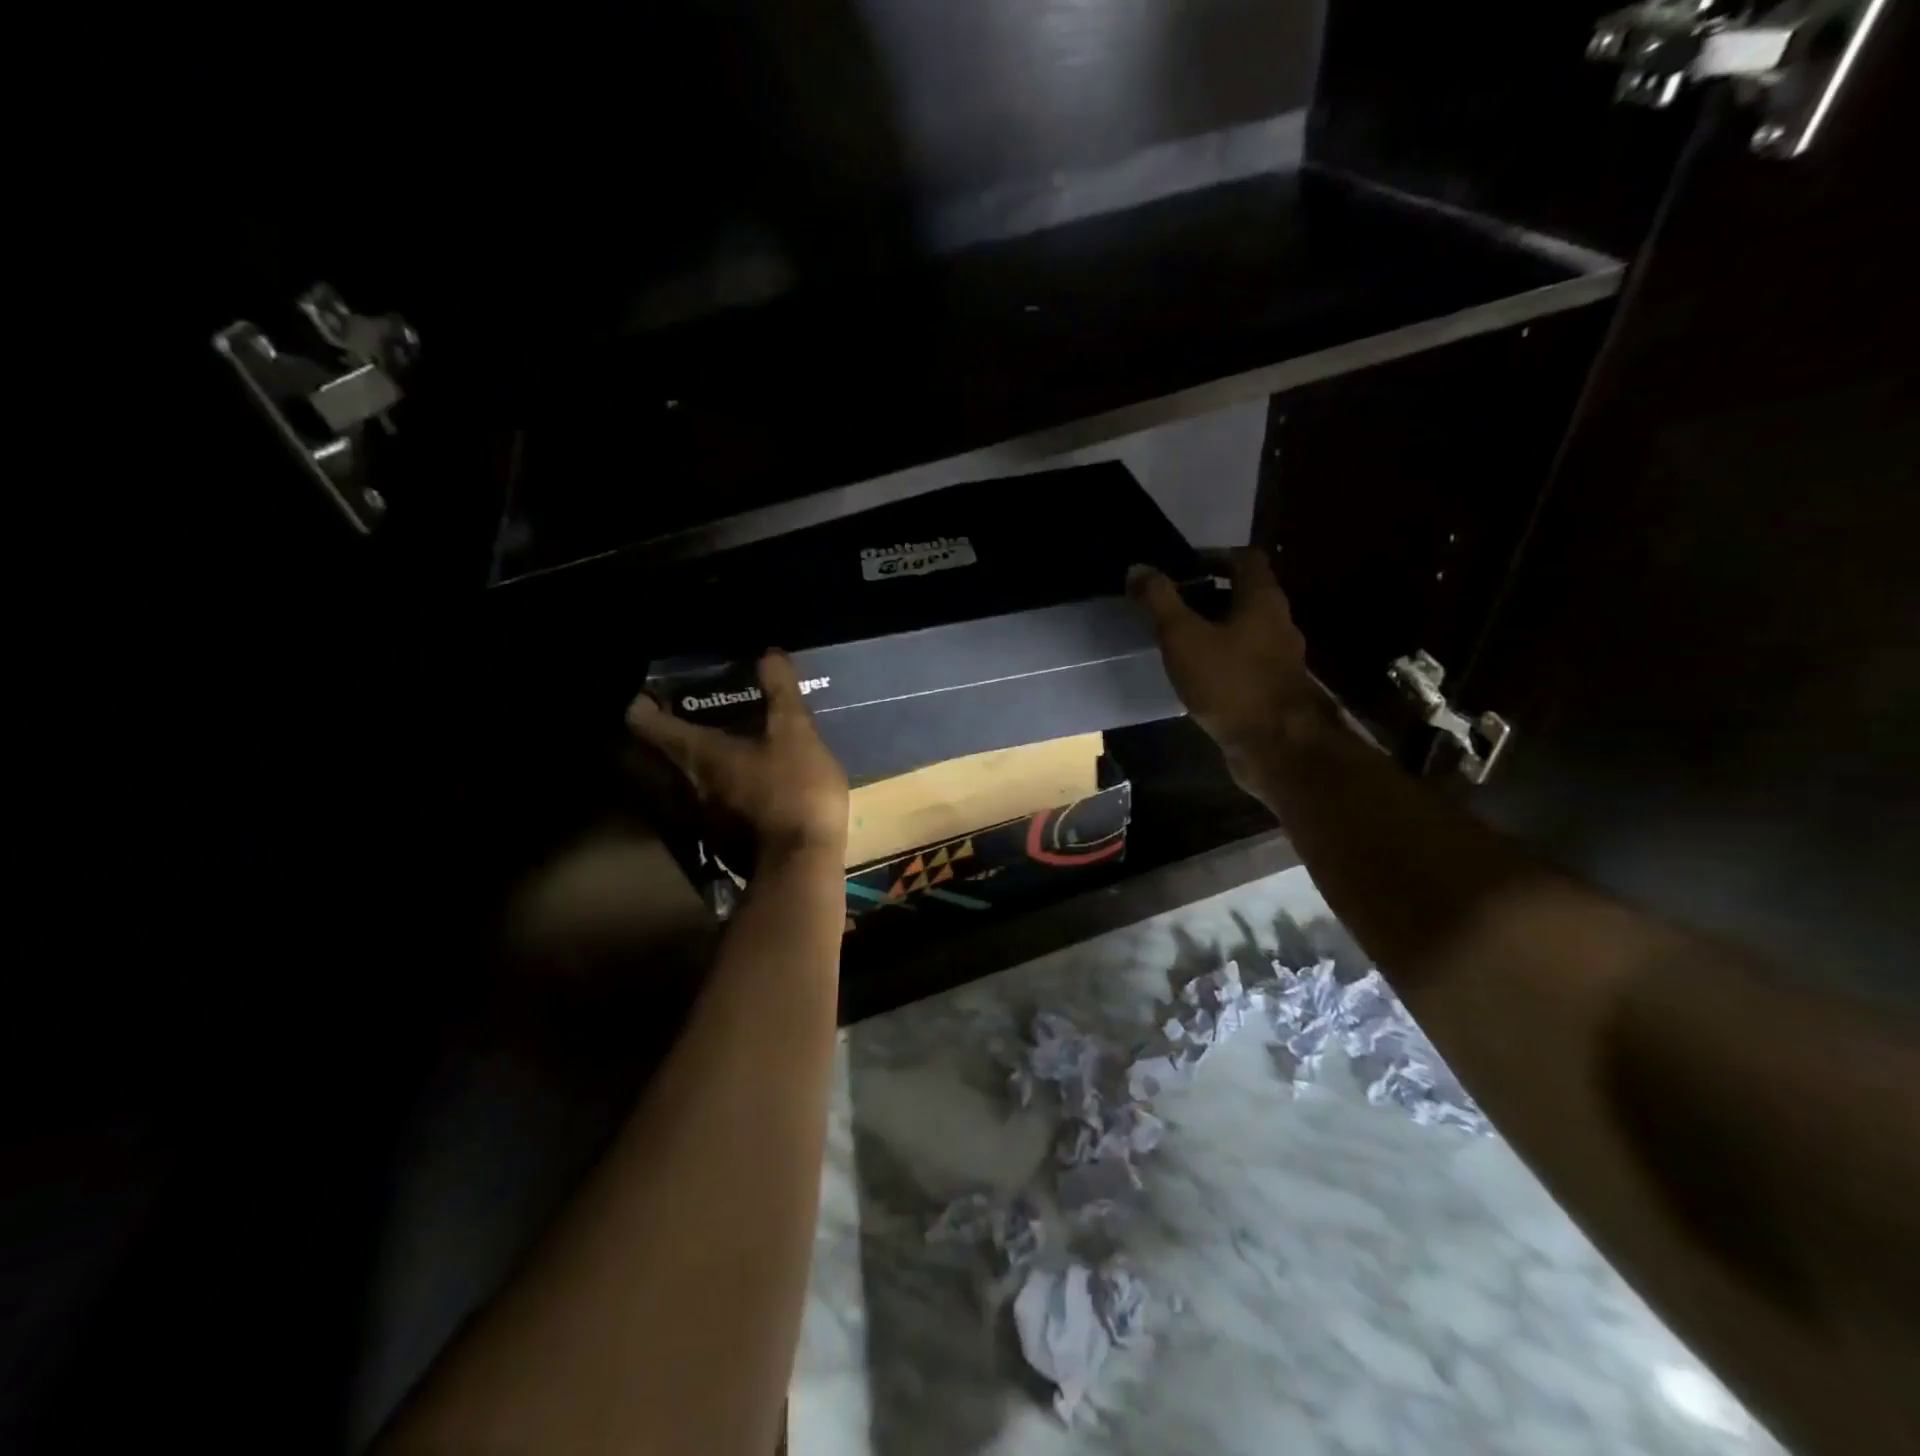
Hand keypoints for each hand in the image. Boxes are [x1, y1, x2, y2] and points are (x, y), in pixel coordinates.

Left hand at [626, 652, 848, 859]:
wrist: (801, 864)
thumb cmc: (794, 789)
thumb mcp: (796, 733)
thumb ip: (780, 692)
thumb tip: (769, 653)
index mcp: (695, 753)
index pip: (644, 721)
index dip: (642, 702)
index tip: (652, 690)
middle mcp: (682, 785)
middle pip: (651, 754)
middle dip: (659, 732)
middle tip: (681, 713)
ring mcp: (696, 817)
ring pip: (673, 782)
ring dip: (682, 763)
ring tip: (709, 747)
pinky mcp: (716, 840)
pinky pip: (697, 805)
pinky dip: (705, 789)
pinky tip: (733, 785)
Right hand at [1128, 548, 1325, 763]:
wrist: (1275, 747)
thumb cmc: (1229, 683)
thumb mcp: (1183, 637)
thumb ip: (1159, 601)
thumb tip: (1138, 568)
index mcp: (1263, 600)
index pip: (1245, 559)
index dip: (1213, 556)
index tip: (1181, 567)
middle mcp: (1279, 623)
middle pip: (1244, 595)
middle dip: (1207, 595)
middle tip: (1170, 605)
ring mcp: (1279, 659)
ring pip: (1244, 630)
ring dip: (1214, 628)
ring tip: (1176, 640)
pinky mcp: (1272, 689)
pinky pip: (1244, 661)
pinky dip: (1221, 658)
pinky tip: (1195, 675)